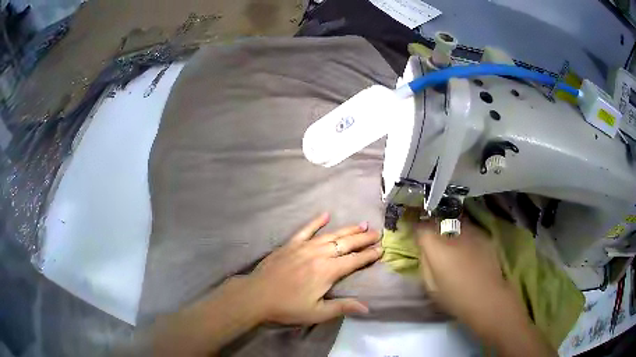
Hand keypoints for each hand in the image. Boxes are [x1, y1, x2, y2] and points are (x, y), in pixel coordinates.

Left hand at [144, 213, 382, 356]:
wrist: (256, 296)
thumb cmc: (287, 307)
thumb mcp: (317, 313)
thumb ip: (342, 307)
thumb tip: (367, 307)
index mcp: (327, 271)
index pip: (354, 261)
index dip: (369, 255)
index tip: (381, 249)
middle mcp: (319, 255)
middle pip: (346, 244)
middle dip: (363, 238)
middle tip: (377, 233)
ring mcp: (303, 247)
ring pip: (330, 235)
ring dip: (347, 229)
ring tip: (361, 224)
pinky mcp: (290, 245)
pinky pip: (305, 230)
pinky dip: (316, 222)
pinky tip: (325, 214)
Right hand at [417, 218, 509, 322]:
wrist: (487, 298)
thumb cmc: (455, 297)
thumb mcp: (430, 286)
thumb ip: (425, 263)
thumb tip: (424, 250)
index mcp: (437, 247)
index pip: (422, 228)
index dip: (417, 230)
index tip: (416, 236)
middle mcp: (454, 233)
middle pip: (440, 221)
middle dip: (434, 227)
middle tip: (433, 239)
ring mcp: (472, 232)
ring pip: (456, 222)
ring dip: (450, 229)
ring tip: (451, 241)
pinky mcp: (484, 236)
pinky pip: (470, 229)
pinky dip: (465, 235)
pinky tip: (467, 248)